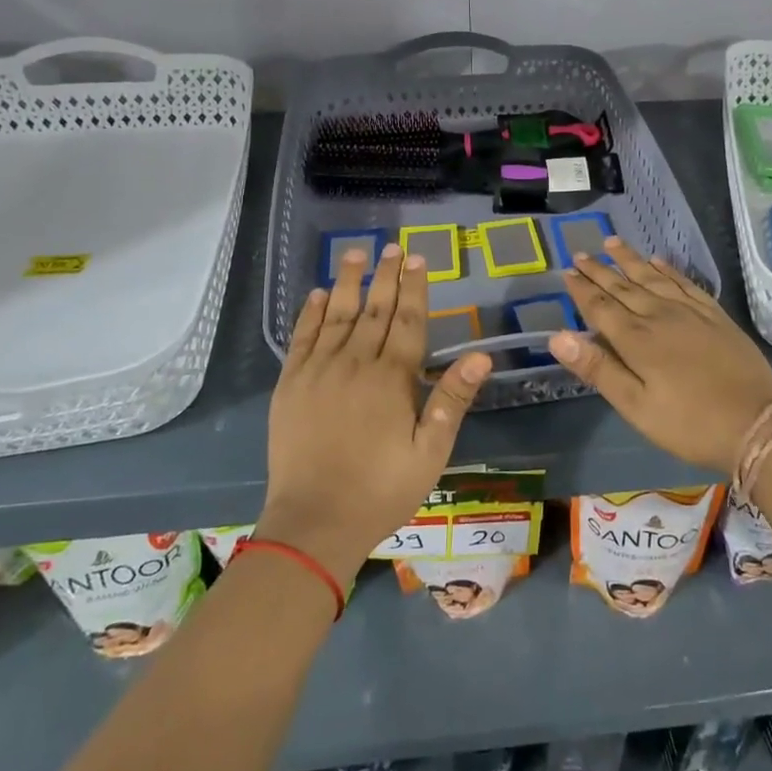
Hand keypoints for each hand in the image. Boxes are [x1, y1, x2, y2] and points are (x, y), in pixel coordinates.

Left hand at [256, 245, 491, 585]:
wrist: (313, 523)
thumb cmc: (381, 490)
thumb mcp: (430, 452)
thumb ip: (452, 399)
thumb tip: (481, 354)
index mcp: (392, 379)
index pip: (407, 321)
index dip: (415, 288)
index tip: (418, 259)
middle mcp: (355, 364)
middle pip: (374, 309)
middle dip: (386, 275)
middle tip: (393, 247)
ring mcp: (318, 371)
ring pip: (338, 315)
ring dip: (350, 281)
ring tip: (357, 253)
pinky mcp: (290, 385)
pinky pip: (302, 338)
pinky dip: (312, 313)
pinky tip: (320, 293)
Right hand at [549, 239, 771, 474]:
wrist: (756, 422)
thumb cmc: (688, 423)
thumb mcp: (636, 406)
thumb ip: (598, 368)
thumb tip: (557, 337)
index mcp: (636, 339)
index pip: (600, 306)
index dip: (581, 289)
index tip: (566, 272)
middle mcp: (659, 315)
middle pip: (623, 286)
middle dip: (599, 270)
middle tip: (580, 253)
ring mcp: (690, 311)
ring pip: (652, 277)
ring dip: (630, 260)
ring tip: (612, 242)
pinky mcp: (714, 314)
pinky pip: (684, 282)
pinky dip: (668, 269)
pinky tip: (658, 261)